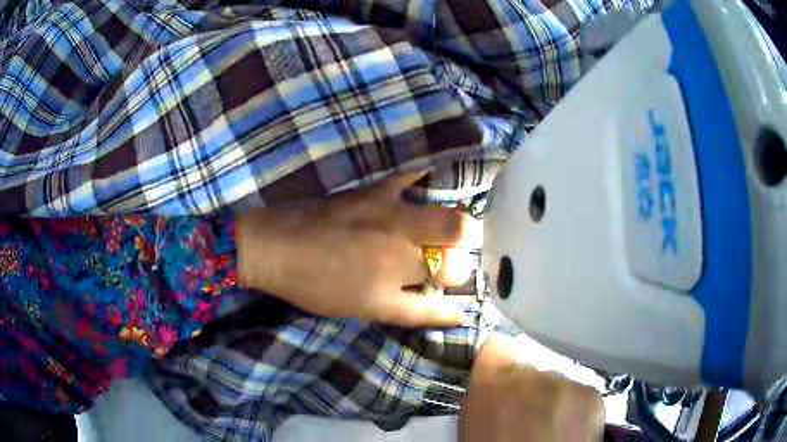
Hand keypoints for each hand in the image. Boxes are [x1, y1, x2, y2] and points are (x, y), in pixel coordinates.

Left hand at [236, 171, 479, 326]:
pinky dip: (426, 177)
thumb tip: (455, 314)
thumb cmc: (316, 286)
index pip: (447, 288)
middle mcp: (400, 250)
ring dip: (458, 227)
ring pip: (448, 219)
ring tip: (454, 229)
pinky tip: (434, 178)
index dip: (458, 290)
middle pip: (457, 250)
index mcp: (393, 285)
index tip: (458, 289)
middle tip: (455, 258)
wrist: (277, 248)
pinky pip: (410, 177)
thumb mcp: (366, 309)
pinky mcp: (374, 192)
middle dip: (465, 256)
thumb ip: (413, 312)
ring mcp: (390, 216)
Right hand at [460, 335, 604, 441]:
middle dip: (526, 390)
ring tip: (550, 427)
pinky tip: (569, 429)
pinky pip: (579, 392)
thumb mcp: (474, 431)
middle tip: (526, 419)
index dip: (497, 363)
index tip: (499, 378)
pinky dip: (574, 408)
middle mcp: (531, 374)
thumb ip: (481, 402)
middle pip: (529, 370)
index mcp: (492, 383)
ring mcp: (565, 382)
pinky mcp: (591, 394)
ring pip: (556, 382)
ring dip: (551, 398)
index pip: (495, 348)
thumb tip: (491, 392)